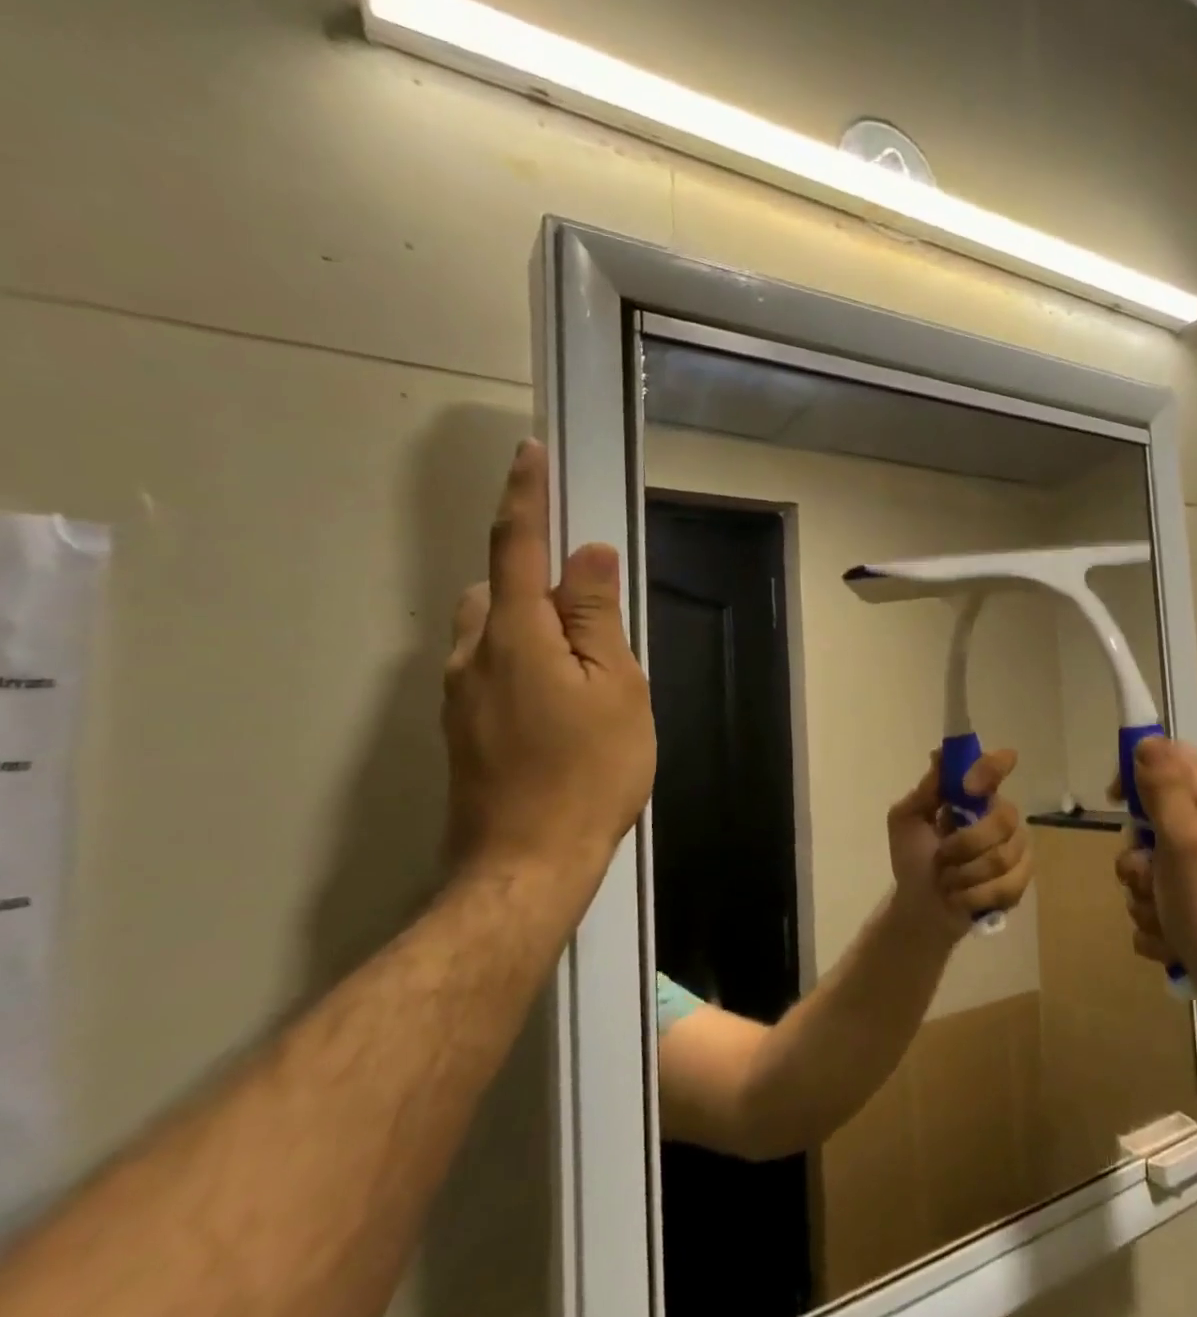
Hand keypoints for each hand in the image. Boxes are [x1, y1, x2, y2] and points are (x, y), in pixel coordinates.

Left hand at [443, 440, 655, 892]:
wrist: (526, 863)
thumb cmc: (589, 771)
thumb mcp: (617, 689)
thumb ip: (599, 618)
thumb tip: (589, 556)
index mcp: (515, 634)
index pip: (517, 546)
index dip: (526, 496)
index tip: (530, 453)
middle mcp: (472, 653)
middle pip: (500, 589)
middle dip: (540, 585)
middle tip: (599, 629)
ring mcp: (458, 694)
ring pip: (493, 631)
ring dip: (533, 629)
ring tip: (586, 679)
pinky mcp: (459, 727)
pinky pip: (490, 669)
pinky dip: (524, 664)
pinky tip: (561, 713)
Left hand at [886, 750, 1033, 943]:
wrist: (920, 907)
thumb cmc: (913, 859)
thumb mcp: (906, 821)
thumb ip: (925, 790)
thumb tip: (940, 754)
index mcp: (973, 795)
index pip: (995, 767)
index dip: (992, 767)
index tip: (970, 786)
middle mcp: (999, 815)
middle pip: (1005, 817)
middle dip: (967, 843)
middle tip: (942, 856)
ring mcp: (1015, 847)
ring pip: (1004, 856)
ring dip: (966, 874)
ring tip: (947, 880)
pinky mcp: (1020, 880)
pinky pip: (1008, 885)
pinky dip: (976, 895)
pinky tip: (961, 897)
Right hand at [1115, 737, 1196, 1018]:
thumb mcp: (1185, 838)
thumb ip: (1164, 787)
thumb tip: (1146, 740)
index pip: (1164, 758)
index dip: (1134, 773)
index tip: (1117, 803)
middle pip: (1144, 819)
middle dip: (1135, 855)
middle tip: (1150, 875)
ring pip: (1141, 867)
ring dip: (1141, 895)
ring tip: (1165, 915)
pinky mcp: (1190, 906)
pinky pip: (1150, 902)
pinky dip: (1153, 922)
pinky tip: (1172, 938)